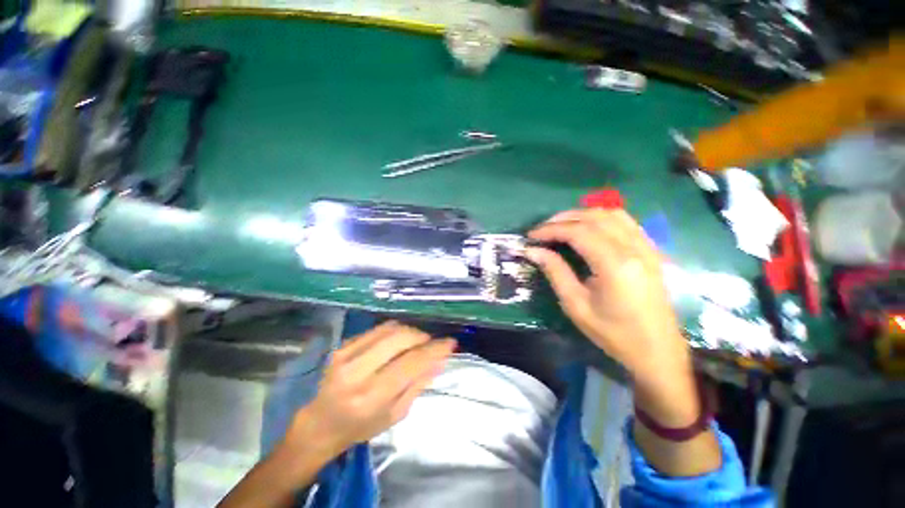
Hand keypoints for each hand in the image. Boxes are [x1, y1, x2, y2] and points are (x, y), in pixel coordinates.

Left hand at [282, 322, 456, 462]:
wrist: (320, 422)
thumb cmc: (360, 426)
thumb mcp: (395, 414)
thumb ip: (418, 384)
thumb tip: (440, 359)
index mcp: (371, 397)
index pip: (411, 363)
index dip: (434, 350)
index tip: (451, 343)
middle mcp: (357, 371)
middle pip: (401, 338)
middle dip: (422, 337)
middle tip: (431, 343)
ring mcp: (347, 354)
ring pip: (391, 328)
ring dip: (410, 331)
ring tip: (417, 341)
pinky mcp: (343, 345)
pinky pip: (378, 328)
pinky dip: (396, 330)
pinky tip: (399, 340)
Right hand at [527, 209, 696, 424]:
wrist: (657, 351)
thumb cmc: (613, 333)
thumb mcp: (576, 305)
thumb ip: (555, 272)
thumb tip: (533, 251)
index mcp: (615, 265)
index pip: (578, 232)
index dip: (551, 230)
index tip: (531, 236)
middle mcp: (634, 249)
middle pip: (594, 218)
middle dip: (563, 219)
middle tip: (542, 229)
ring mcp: (647, 247)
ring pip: (612, 214)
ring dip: (582, 215)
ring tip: (561, 225)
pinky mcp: (651, 251)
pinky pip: (625, 221)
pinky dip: (601, 218)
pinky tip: (588, 228)